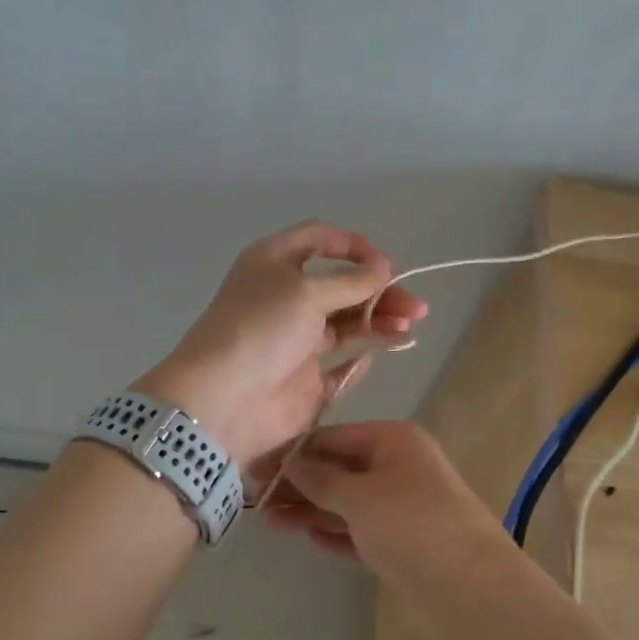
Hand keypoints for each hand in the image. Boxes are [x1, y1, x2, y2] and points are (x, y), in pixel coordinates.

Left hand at [134, 222, 427, 485]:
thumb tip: (384, 268)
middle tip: (415, 307)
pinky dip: (362, 356)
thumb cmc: (262, 330)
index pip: (319, 240)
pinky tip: (381, 351)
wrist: (223, 400)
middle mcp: (285, 297)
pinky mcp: (304, 378)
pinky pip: (341, 364)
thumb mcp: (307, 292)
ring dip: (378, 321)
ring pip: (346, 323)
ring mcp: (295, 340)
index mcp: (274, 263)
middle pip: (341, 285)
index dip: (354, 246)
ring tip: (408, 327)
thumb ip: (352, 282)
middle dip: (379, 291)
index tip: (385, 264)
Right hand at [262, 420, 501, 575]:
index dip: (293, 452)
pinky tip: (307, 538)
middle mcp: (399, 466)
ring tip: (268, 521)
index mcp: (393, 440)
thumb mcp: (358, 495)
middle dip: (299, 484)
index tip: (255, 468)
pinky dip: (335, 532)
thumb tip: (289, 463)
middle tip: (256, 500)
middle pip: (339, 469)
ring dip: (310, 510)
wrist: (470, 585)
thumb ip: (319, 478)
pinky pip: (361, 530)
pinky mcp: (404, 541)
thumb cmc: (410, 523)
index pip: (333, 437)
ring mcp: (403, 505)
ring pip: (347, 502)